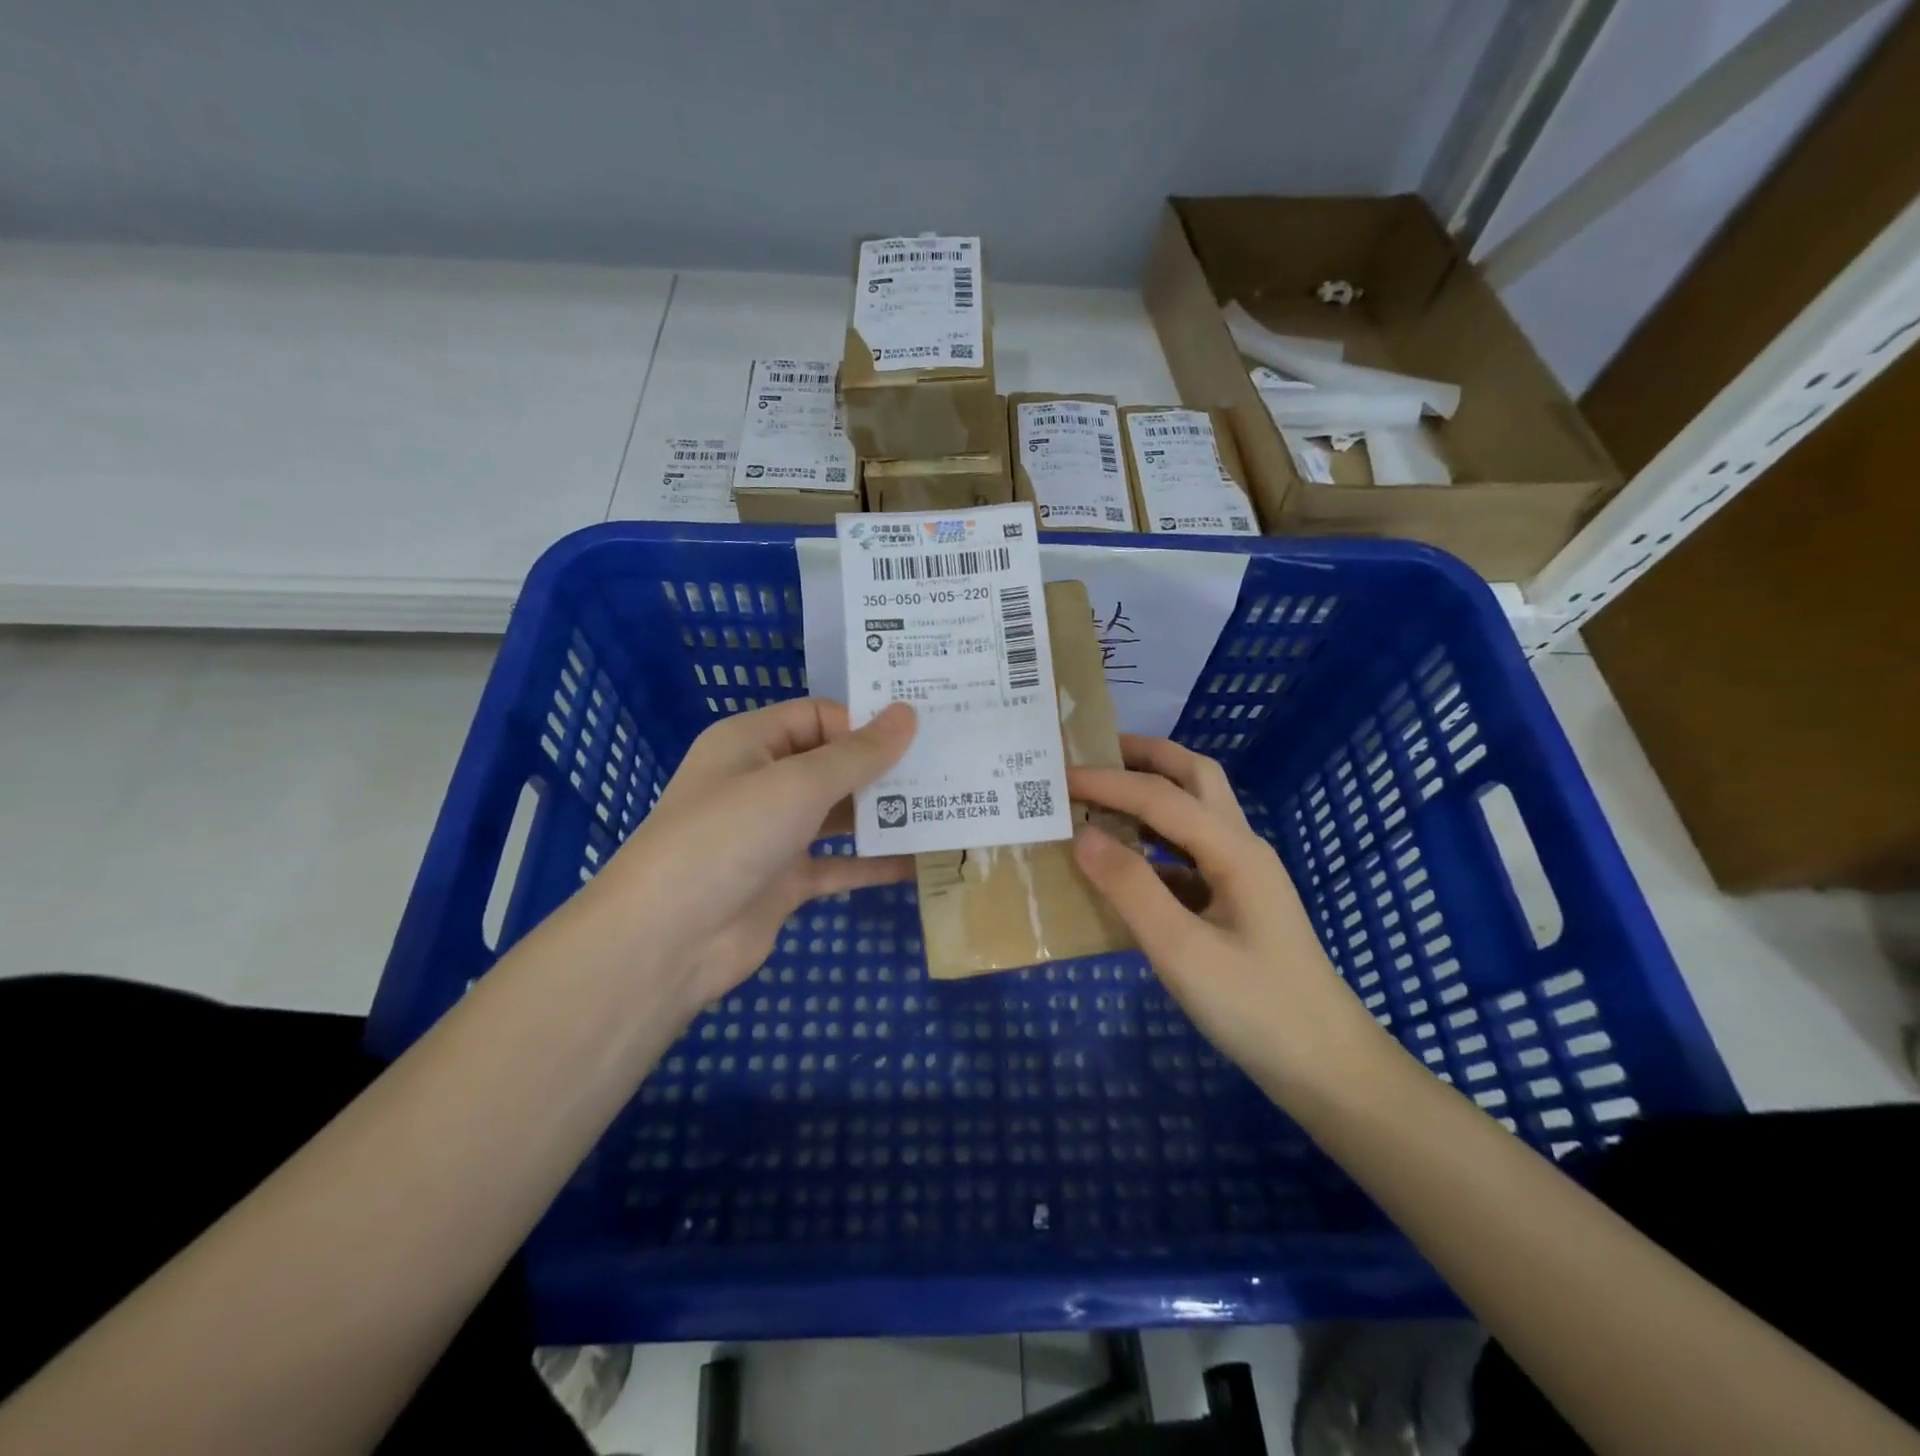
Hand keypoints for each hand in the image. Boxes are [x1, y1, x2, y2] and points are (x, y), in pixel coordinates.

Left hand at [594, 698, 916, 1014]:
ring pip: (838, 815)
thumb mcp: (798, 785)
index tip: (919, 735)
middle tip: (945, 766)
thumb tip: (907, 715)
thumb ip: (858, 753)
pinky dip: (874, 863)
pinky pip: (838, 864)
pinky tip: (919, 861)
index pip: (818, 715)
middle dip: (882, 767)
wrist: (669, 939)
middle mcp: (761, 782)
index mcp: (751, 742)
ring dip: (883, 814)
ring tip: (944, 808)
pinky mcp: (784, 881)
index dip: (865, 722)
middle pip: (831, 763)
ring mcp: (773, 835)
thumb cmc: (729, 837)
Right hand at [1068, 736, 1381, 1090]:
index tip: (1056, 777)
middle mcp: (1241, 848)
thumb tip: (1083, 835)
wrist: (1326, 1068)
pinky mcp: (1236, 904)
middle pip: (1196, 777)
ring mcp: (1242, 876)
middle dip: (1146, 757)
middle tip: (1094, 754)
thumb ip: (1131, 888)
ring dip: (1152, 793)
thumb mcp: (1182, 951)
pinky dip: (1155, 842)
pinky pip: (1190, 853)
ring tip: (1102, 796)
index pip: (1160, 796)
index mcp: (1233, 850)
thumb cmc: (1255, 1008)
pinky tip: (1124, 865)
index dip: (1106, 781)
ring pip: (1196, 812)